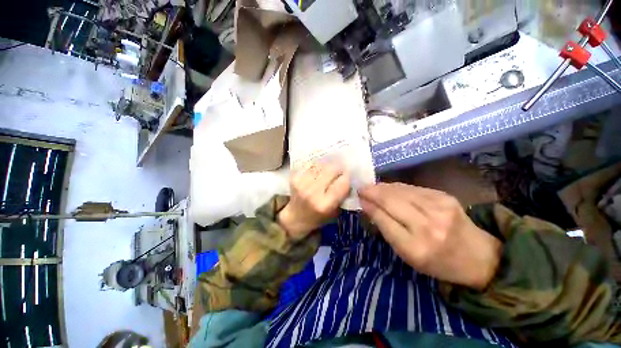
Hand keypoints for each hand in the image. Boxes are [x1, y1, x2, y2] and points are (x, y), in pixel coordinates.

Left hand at [278, 163, 349, 239]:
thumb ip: (343, 195)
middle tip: (338, 172)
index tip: (347, 178)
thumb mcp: (335, 212)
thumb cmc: (318, 217)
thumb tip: (349, 178)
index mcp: (325, 204)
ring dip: (327, 167)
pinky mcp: (294, 177)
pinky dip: (317, 166)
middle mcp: (312, 192)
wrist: (295, 217)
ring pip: (321, 165)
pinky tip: (317, 172)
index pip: (342, 183)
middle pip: (332, 169)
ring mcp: (301, 183)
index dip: (347, 178)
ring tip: (327, 172)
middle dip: (338, 169)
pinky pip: (310, 165)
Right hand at [359, 183, 501, 289]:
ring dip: (382, 187)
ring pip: (400, 191)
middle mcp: (428, 226)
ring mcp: (439, 208)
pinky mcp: (444, 196)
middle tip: (361, 189)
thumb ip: (386, 228)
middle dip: (372, 192)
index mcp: (415, 247)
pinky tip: (389, 188)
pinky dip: (396, 187)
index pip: (383, 218)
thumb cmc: (437, 262)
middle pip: (391, 201)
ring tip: (372, 187)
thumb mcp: (406, 254)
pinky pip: (412, 188)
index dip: (369, 205)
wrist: (477, 256)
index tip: (358, 197)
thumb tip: (368, 206)